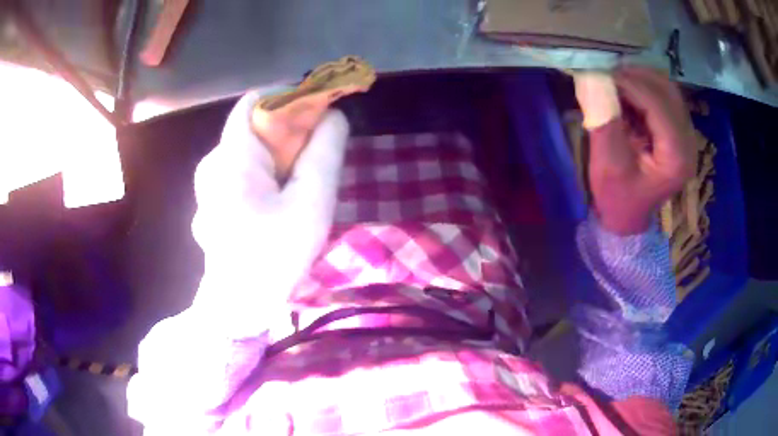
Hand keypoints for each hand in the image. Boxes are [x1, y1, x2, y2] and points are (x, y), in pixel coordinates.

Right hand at [588, 67, 695, 234]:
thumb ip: (605, 121)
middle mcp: (688, 144)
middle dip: (637, 76)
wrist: (628, 215)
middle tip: (609, 72)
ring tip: (616, 79)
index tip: (603, 73)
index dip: (631, 84)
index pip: (658, 106)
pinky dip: (645, 88)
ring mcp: (686, 137)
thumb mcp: (607, 165)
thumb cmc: (617, 197)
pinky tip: (628, 92)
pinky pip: (665, 97)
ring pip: (668, 90)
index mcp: (676, 158)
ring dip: (642, 79)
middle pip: (668, 93)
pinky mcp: (679, 132)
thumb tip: (595, 79)